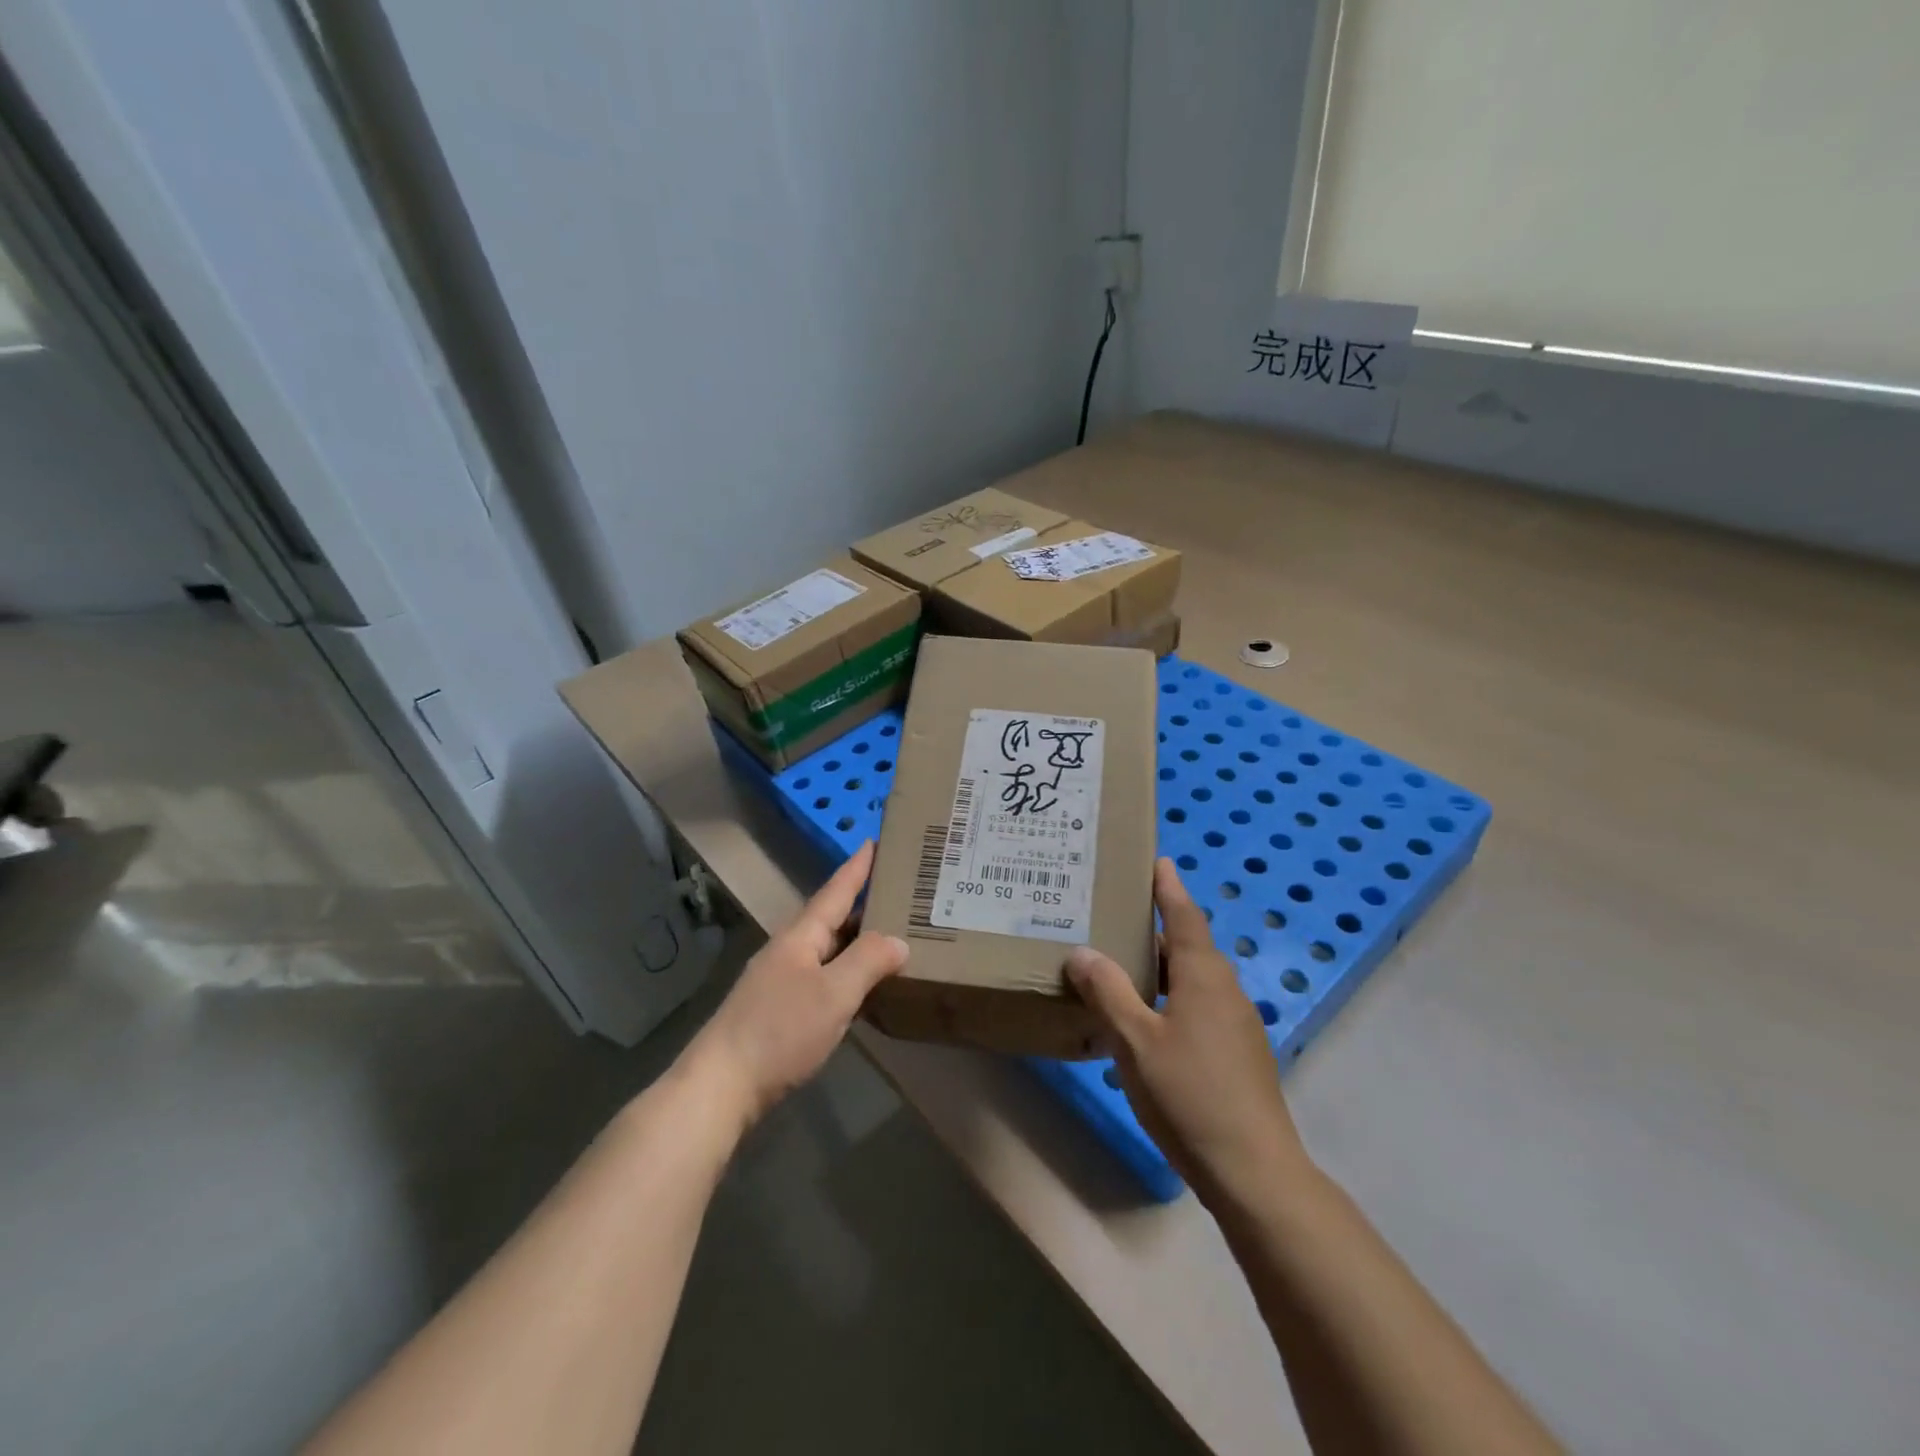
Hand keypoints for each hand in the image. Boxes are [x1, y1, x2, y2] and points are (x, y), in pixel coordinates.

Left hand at [683, 841, 907, 1130]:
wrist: (720, 1086)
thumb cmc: (780, 1031)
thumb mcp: (833, 994)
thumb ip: (868, 961)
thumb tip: (899, 940)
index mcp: (801, 936)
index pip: (836, 891)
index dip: (858, 867)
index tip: (875, 839)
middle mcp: (789, 950)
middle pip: (832, 917)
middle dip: (863, 901)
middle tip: (900, 888)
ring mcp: (780, 980)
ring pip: (828, 948)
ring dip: (856, 937)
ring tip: (890, 931)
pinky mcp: (778, 1009)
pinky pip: (823, 975)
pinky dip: (847, 970)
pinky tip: (862, 983)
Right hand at [1066, 857, 1310, 1208]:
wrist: (1254, 1170)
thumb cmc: (1190, 1094)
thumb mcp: (1135, 1041)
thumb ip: (1108, 992)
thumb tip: (1082, 952)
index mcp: (1204, 976)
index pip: (1184, 915)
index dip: (1168, 887)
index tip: (1158, 860)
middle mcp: (1225, 990)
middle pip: (1187, 945)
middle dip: (1154, 928)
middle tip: (1114, 915)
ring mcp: (1236, 1024)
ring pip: (1192, 979)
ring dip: (1160, 966)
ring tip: (1120, 964)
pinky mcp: (1238, 1053)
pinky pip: (1199, 1006)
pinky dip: (1170, 997)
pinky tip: (1145, 1020)